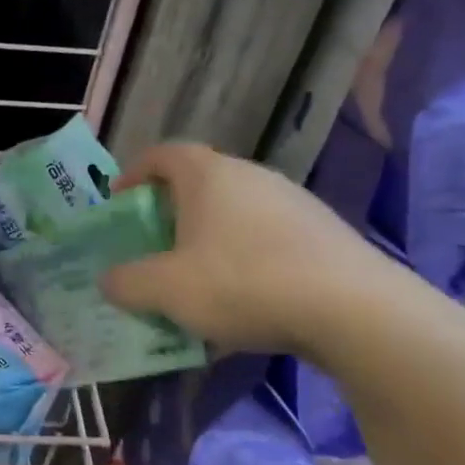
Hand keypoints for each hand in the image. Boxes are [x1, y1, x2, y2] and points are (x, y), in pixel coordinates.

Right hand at [98, 143, 389, 356]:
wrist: (355, 310)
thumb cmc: (242, 283)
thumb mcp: (165, 289)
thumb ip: (126, 282)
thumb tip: (109, 279)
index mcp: (208, 176)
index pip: (162, 154)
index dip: (134, 172)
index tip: (119, 200)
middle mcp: (251, 176)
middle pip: (199, 183)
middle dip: (170, 212)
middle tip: (153, 245)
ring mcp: (293, 202)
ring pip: (235, 212)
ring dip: (208, 238)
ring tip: (196, 278)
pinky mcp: (323, 232)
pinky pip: (267, 238)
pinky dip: (244, 258)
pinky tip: (244, 299)